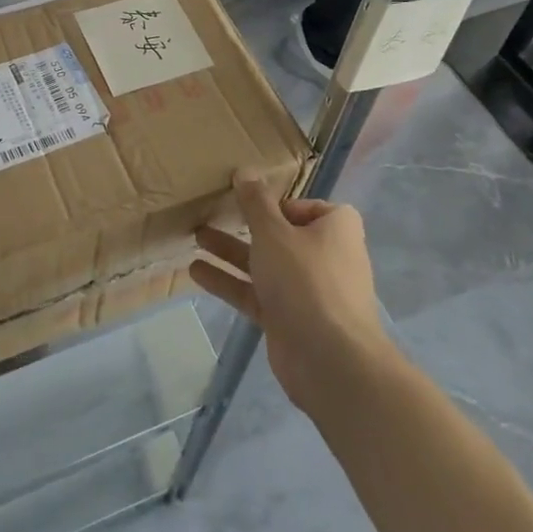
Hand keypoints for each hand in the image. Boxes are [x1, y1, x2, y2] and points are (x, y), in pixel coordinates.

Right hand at [191, 172, 386, 413]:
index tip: (249, 200)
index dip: (278, 203)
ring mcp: (307, 291)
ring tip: (196, 235)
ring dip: (231, 251)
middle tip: (213, 211)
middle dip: (246, 225)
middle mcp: (326, 257)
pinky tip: (196, 271)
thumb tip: (245, 170)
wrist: (330, 361)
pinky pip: (256, 293)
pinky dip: (230, 282)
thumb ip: (255, 202)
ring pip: (265, 264)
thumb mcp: (274, 232)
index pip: (306, 207)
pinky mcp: (289, 319)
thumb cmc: (306, 280)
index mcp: (336, 229)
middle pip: (281, 235)